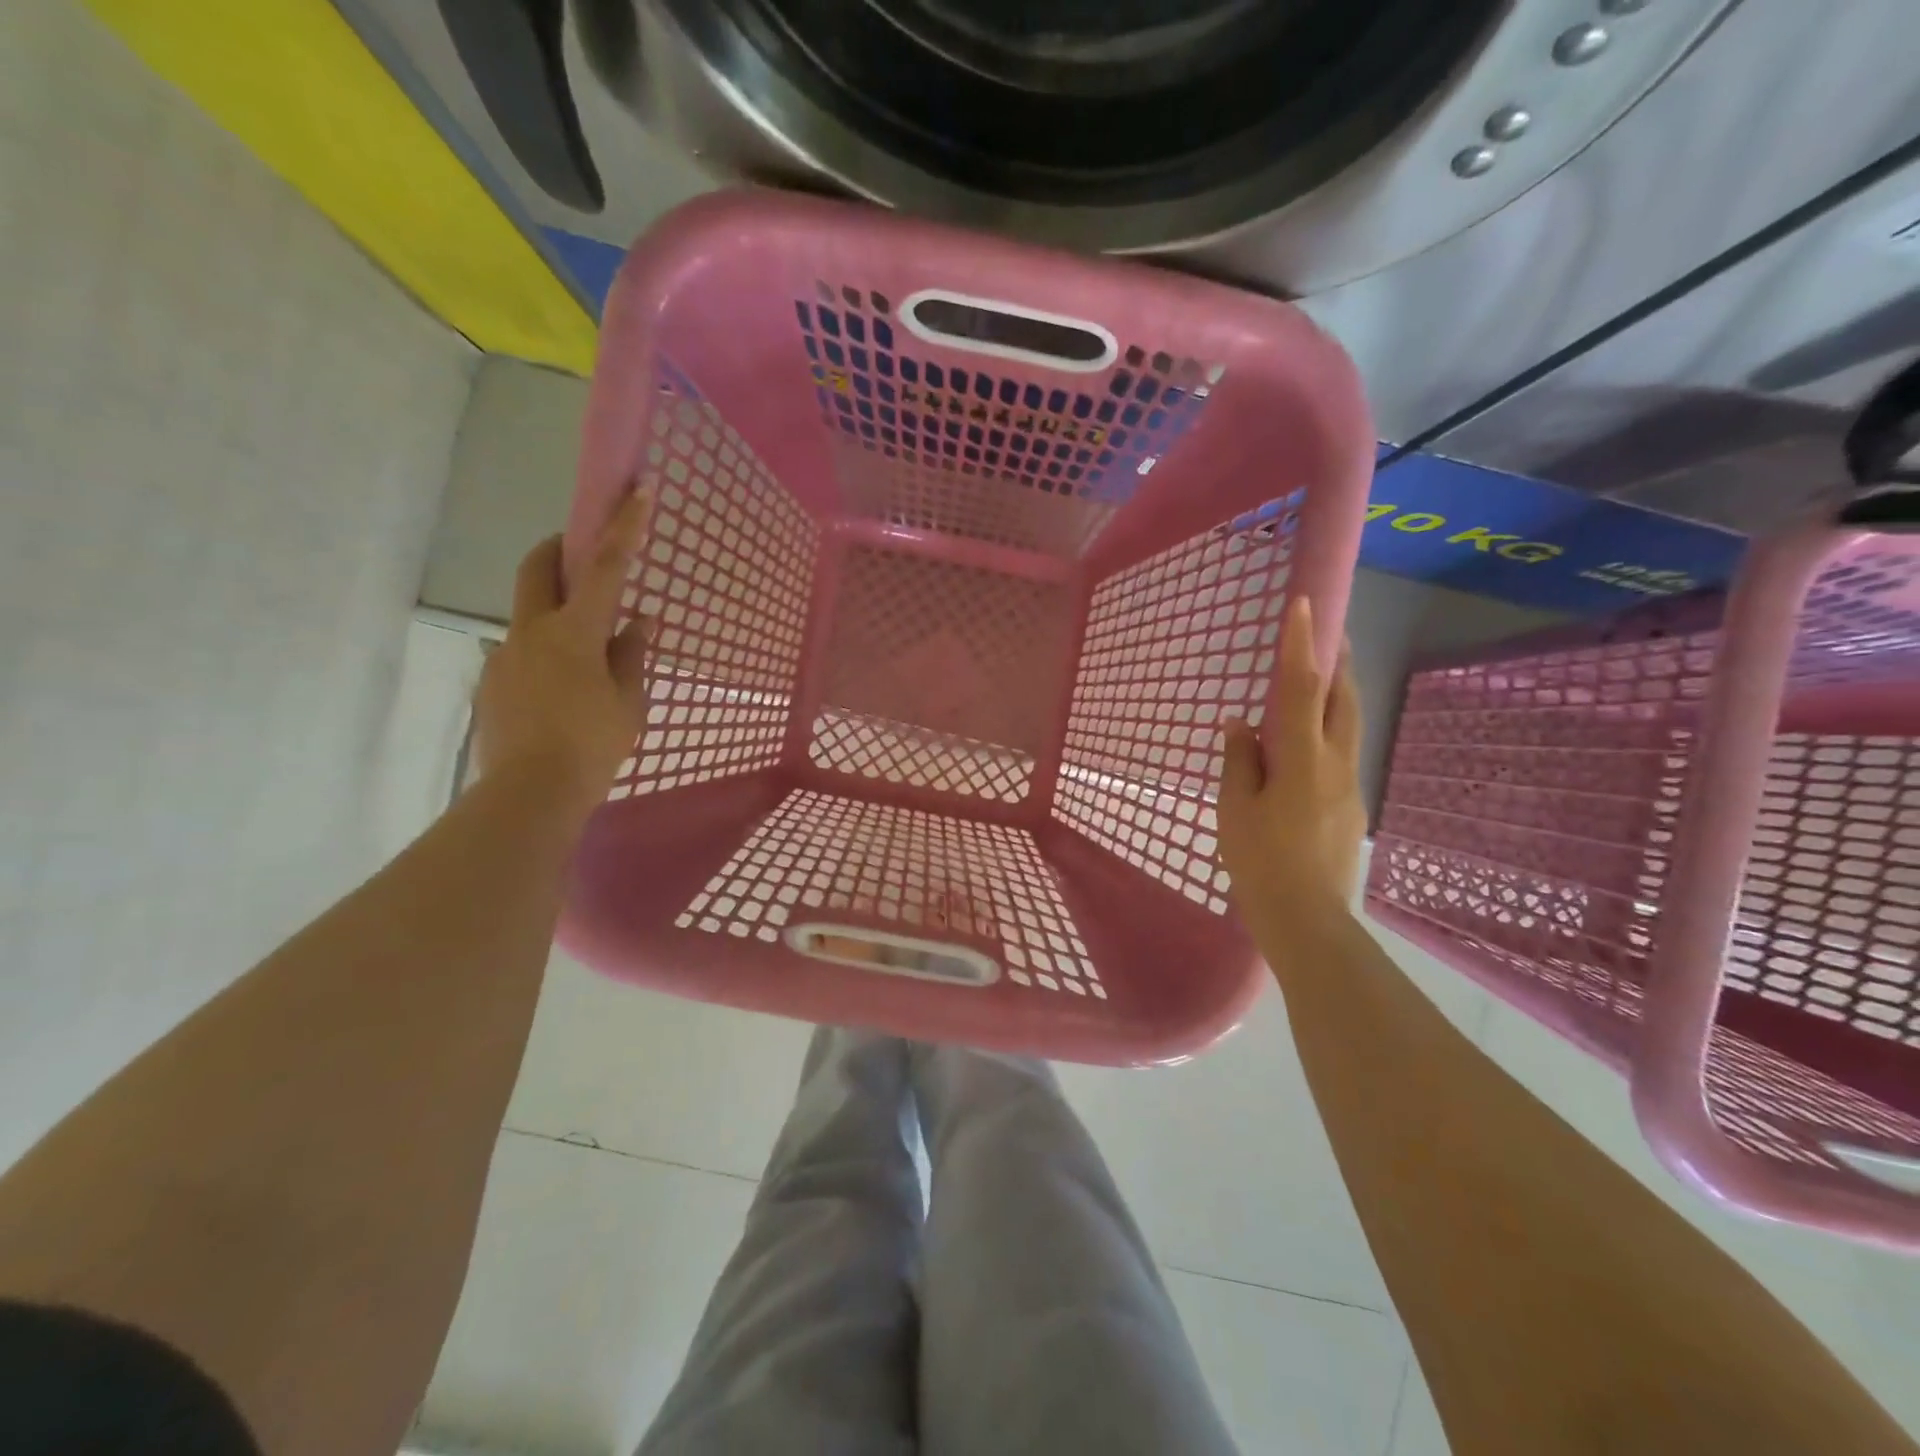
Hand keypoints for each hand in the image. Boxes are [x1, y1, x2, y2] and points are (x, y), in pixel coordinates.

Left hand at [473, 490, 655, 815]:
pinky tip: (561, 692)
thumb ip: (631, 656)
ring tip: (583, 654)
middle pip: (536, 569)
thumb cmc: (592, 745)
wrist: (529, 794)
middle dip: (557, 548)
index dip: (622, 528)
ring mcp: (505, 656)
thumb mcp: (627, 703)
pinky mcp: (492, 683)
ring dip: (554, 613)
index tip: (636, 492)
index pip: (603, 568)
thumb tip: (638, 622)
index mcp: (573, 633)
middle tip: (579, 551)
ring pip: (528, 615)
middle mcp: (531, 632)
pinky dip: (544, 654)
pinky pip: (521, 653)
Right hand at [1217, 597, 1365, 930]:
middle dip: (1338, 661)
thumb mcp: (1235, 808)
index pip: (1303, 688)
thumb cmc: (1260, 860)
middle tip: (1329, 634)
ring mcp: (1350, 786)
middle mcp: (1335, 763)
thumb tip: (1241, 725)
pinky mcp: (1351, 807)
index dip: (1302, 644)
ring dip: (1338, 695)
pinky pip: (1341, 754)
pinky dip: (1328, 732)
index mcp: (1302, 758)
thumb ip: (1239, 760)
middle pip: (1343, 699)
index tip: (1304, 604)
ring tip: (1321, 680)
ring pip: (1349, 726)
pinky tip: (1306, 749)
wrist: (1307, 919)